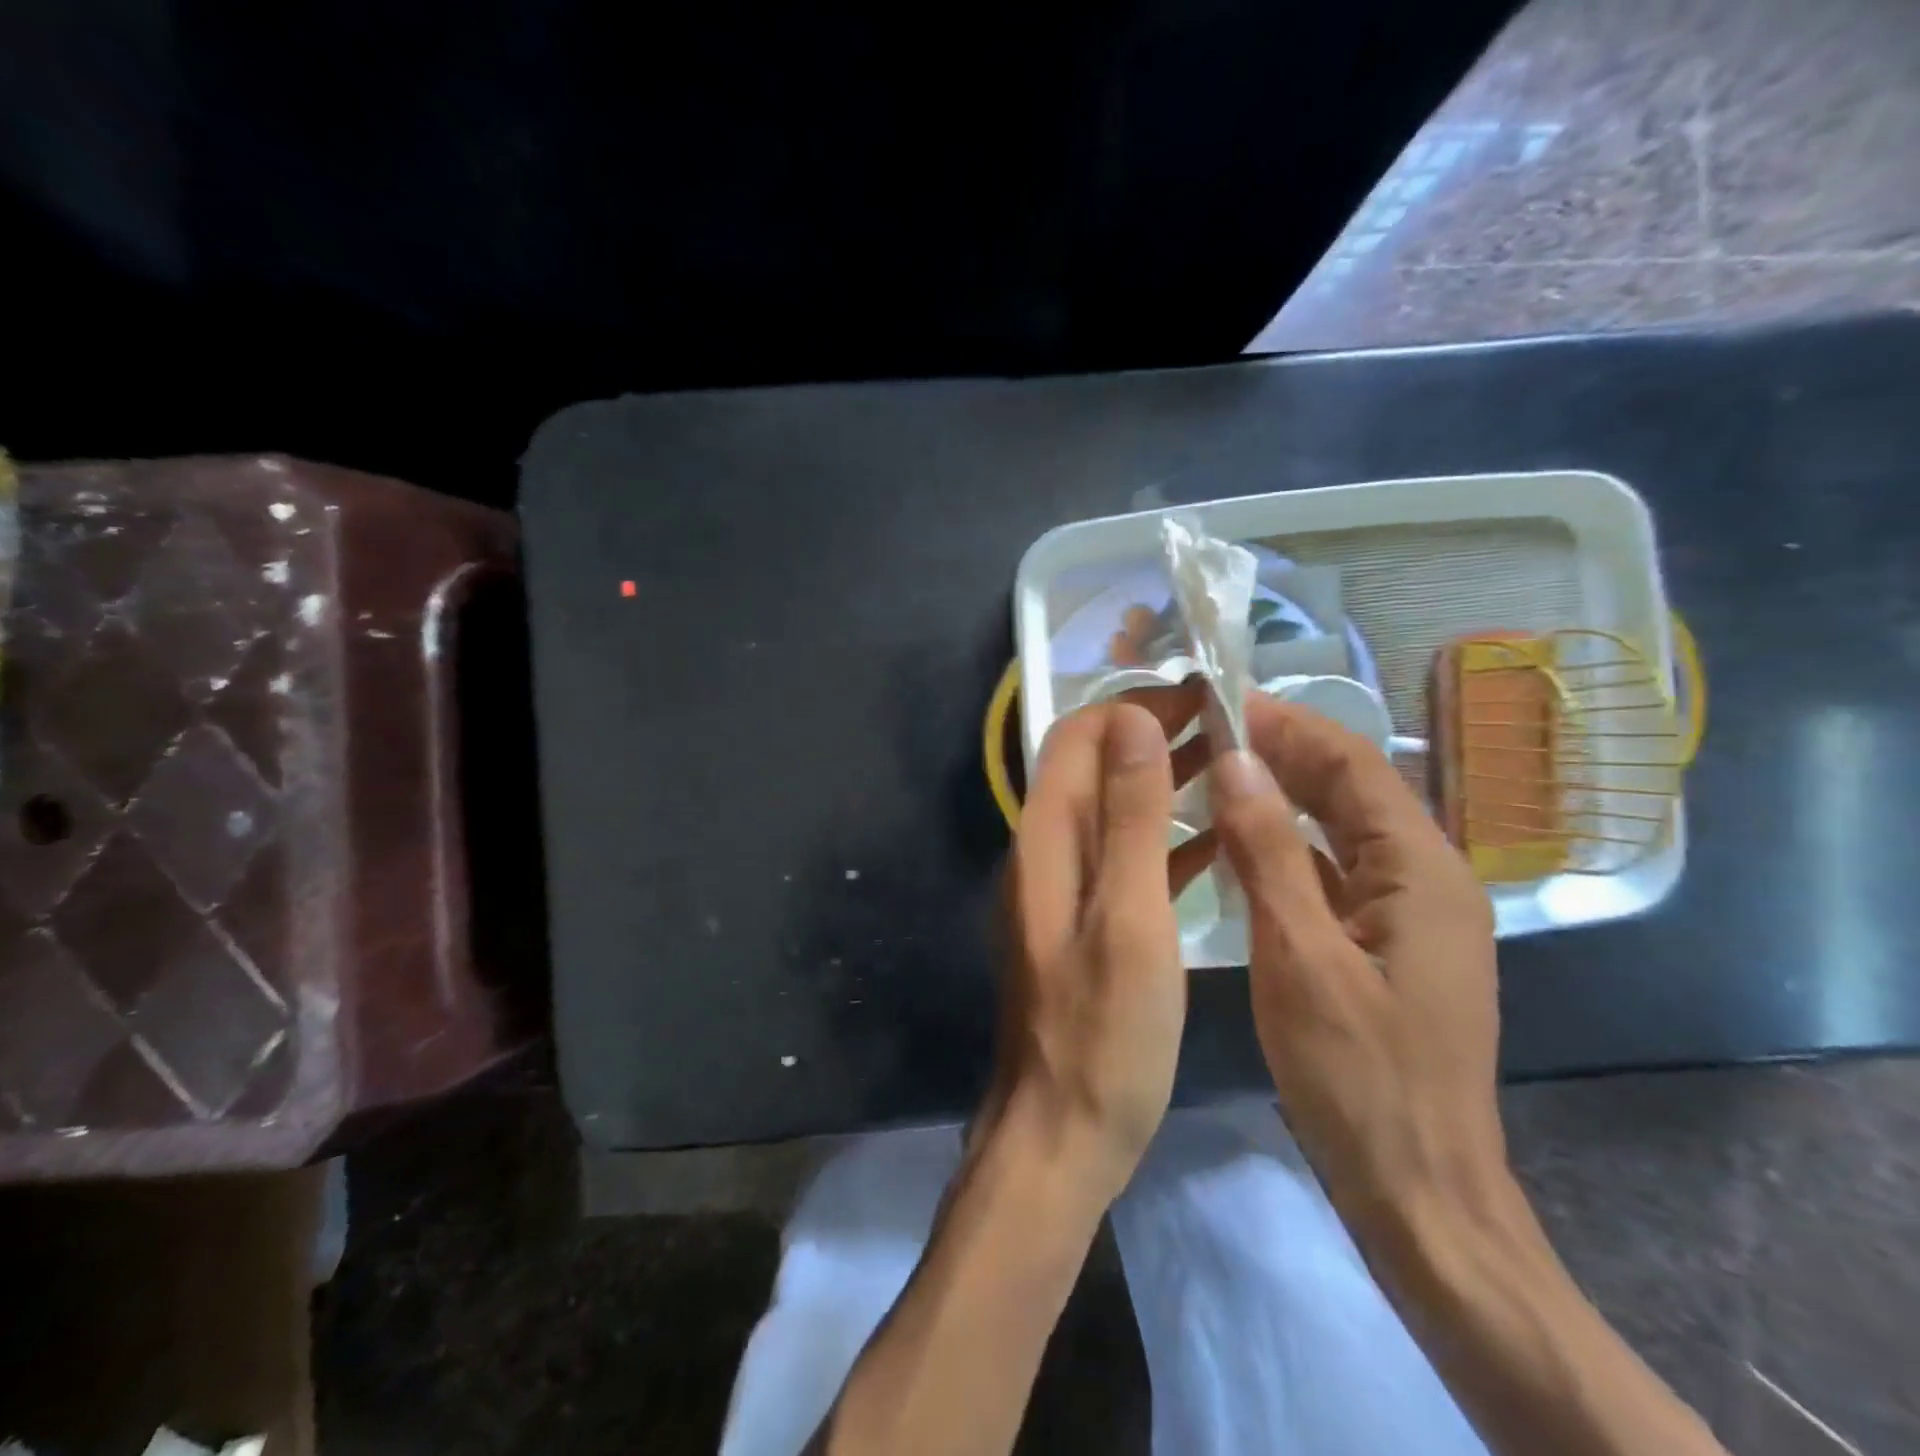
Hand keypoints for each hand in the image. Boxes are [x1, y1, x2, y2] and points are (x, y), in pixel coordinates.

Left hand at [984, 689, 1209, 1200]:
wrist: (1060, 1133)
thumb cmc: (1103, 1034)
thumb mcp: (1129, 917)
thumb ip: (1130, 817)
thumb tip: (1132, 721)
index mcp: (1047, 840)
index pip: (1078, 737)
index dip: (1134, 706)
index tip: (1200, 694)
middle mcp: (1044, 852)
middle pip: (1093, 767)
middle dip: (1152, 735)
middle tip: (1226, 721)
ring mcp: (1061, 889)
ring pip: (1111, 810)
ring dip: (1162, 782)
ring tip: (1230, 766)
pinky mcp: (1081, 923)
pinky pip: (1122, 859)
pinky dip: (1163, 838)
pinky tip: (1214, 843)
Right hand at [1207, 693, 1509, 1243]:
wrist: (1419, 1191)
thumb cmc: (1359, 1077)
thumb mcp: (1301, 958)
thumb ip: (1269, 854)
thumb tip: (1237, 761)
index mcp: (1423, 871)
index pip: (1355, 766)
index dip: (1290, 727)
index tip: (1223, 703)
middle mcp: (1427, 878)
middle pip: (1352, 791)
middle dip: (1284, 754)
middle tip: (1207, 732)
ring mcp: (1409, 914)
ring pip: (1341, 831)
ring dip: (1283, 797)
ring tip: (1215, 773)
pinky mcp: (1386, 944)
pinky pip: (1336, 872)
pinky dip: (1288, 847)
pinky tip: (1240, 845)